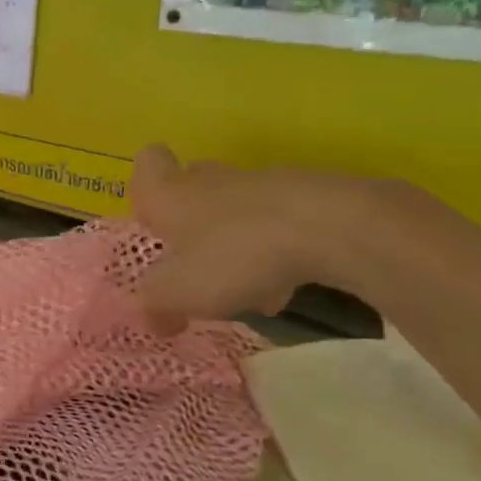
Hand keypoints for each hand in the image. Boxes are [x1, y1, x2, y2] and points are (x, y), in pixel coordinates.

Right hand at [130, 145, 369, 334]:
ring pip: (238, 208)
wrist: (334, 228)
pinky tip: (287, 285)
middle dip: (191, 219)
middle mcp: (211, 180)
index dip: (146, 186)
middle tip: (193, 259)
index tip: (153, 217)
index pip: (149, 163)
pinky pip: (280, 222)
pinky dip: (277, 250)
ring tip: (247, 288)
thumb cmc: (235, 255)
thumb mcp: (179, 292)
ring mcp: (263, 185)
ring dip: (236, 240)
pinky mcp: (309, 197)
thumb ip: (156, 305)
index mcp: (171, 194)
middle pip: (193, 184)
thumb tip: (153, 318)